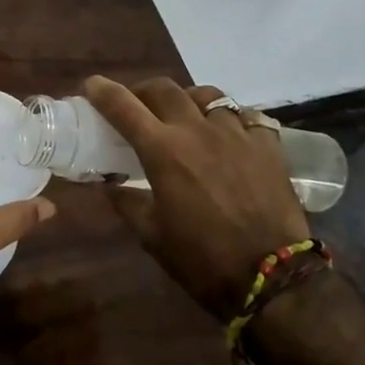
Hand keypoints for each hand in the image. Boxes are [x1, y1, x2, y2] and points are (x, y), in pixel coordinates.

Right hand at [84, 75, 308, 323]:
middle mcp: (197, 131)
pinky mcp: (268, 146)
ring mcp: (237, 134)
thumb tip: (111, 184)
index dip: (103, 91)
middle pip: (164, 89)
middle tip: (137, 106)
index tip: (92, 86)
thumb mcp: (151, 235)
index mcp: (163, 151)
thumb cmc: (201, 260)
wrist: (272, 278)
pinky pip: (245, 116)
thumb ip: (127, 202)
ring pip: (207, 95)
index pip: (123, 106)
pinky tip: (227, 134)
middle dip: (143, 91)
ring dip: (187, 100)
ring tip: (185, 116)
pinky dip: (229, 118)